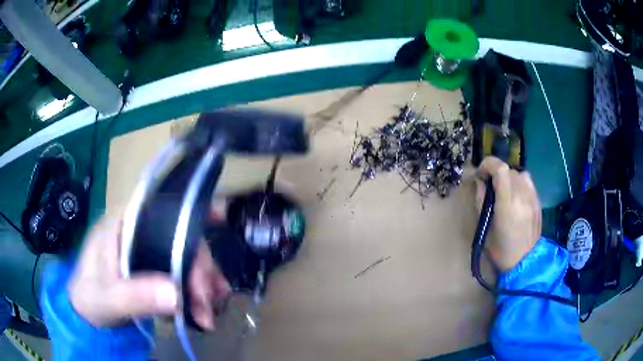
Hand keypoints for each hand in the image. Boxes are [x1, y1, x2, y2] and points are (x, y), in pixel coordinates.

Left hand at [69, 215, 230, 329]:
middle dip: (199, 269)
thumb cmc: (89, 297)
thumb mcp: (108, 298)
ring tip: (208, 313)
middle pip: (180, 238)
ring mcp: (147, 250)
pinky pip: (182, 275)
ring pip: (185, 258)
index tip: (222, 219)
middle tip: (207, 302)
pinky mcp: (153, 269)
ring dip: (202, 284)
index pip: (161, 209)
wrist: (86, 314)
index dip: (191, 211)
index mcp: (124, 223)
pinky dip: (195, 292)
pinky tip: (203, 310)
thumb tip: (178, 294)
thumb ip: (137, 295)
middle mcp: (139, 231)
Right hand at [475, 156, 541, 270]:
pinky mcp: (538, 201)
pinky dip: (518, 182)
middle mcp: (522, 196)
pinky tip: (515, 195)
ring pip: (519, 174)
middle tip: (488, 185)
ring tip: (503, 190)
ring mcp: (533, 197)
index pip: (500, 169)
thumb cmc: (501, 250)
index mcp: (508, 204)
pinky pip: (528, 182)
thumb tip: (480, 182)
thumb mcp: (485, 227)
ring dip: (508, 177)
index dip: (488, 165)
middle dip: (496, 173)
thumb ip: (481, 201)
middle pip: (509, 170)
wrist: (525, 262)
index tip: (480, 174)